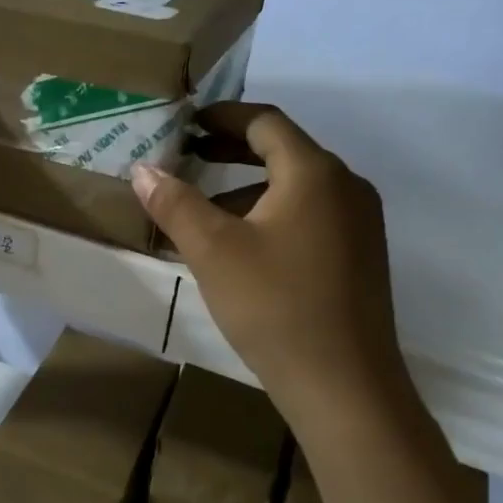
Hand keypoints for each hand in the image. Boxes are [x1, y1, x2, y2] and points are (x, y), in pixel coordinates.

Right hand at [130, 103, 416, 432]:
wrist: (345, 387)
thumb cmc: (275, 306)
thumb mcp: (213, 251)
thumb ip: (175, 203)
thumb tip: (142, 169)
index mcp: (315, 173)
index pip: (265, 122)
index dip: (222, 116)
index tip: (186, 122)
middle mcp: (346, 187)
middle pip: (283, 150)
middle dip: (231, 150)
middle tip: (188, 154)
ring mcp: (360, 223)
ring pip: (297, 187)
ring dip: (248, 187)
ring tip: (204, 209)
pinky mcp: (360, 256)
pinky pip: (311, 216)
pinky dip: (271, 214)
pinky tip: (241, 248)